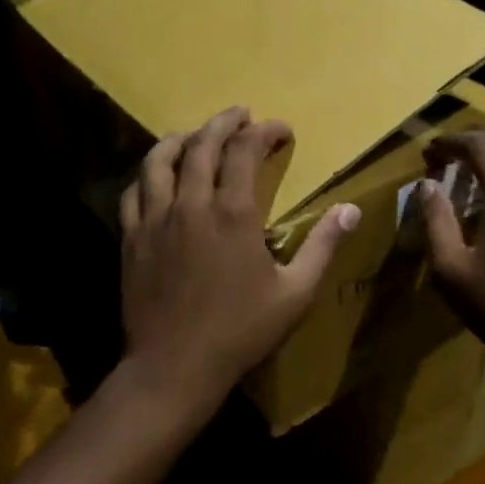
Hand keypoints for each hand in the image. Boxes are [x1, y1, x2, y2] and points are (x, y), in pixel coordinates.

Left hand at [119, 107, 359, 415]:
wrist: (174, 367)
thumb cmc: (241, 331)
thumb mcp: (296, 293)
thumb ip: (323, 246)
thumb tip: (352, 209)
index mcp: (233, 212)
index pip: (246, 150)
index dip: (265, 131)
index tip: (281, 130)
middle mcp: (191, 204)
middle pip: (203, 144)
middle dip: (225, 122)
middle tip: (241, 115)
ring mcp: (155, 219)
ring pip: (160, 160)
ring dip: (182, 138)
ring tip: (197, 134)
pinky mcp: (132, 238)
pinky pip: (134, 191)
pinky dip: (149, 174)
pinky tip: (159, 177)